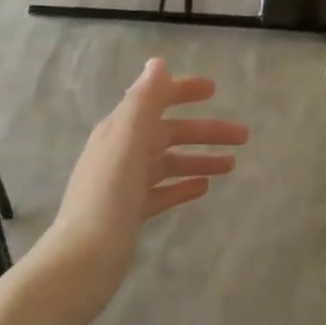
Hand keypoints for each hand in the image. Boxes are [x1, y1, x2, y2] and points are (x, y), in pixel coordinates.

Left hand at [48, 59, 247, 300]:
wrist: (83, 261)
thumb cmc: (107, 198)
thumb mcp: (126, 143)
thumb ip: (143, 103)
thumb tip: (158, 63)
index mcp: (118, 131)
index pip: (153, 100)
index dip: (182, 91)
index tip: (214, 90)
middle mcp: (120, 152)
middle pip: (168, 133)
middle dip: (204, 131)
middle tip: (243, 136)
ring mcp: (125, 184)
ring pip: (168, 162)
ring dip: (199, 158)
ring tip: (232, 165)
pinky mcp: (130, 212)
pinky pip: (162, 190)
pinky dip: (182, 185)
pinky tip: (204, 188)